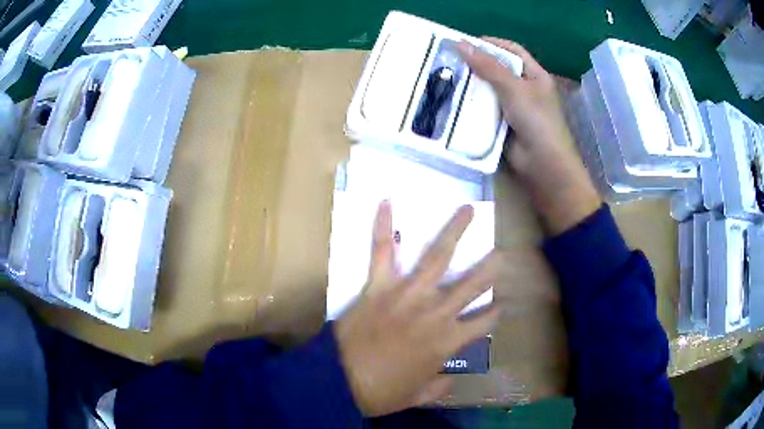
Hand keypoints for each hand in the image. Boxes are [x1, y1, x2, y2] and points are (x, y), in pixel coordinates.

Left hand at [334, 201, 500, 416]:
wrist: (340, 381)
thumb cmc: (382, 392)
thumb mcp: (418, 396)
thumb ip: (439, 385)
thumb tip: (449, 376)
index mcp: (447, 341)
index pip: (483, 323)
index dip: (494, 313)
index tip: (501, 304)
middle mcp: (434, 313)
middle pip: (470, 285)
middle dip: (489, 268)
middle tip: (501, 252)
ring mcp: (406, 295)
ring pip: (437, 258)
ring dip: (455, 231)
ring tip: (468, 209)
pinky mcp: (378, 286)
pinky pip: (381, 252)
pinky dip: (382, 226)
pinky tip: (387, 201)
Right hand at [457, 38, 600, 234]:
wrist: (543, 164)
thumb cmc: (537, 120)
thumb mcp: (514, 88)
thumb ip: (488, 66)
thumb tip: (460, 43)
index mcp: (535, 75)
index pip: (512, 51)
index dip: (492, 43)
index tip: (467, 42)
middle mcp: (525, 88)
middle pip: (498, 69)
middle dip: (477, 64)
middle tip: (450, 59)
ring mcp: (514, 107)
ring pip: (489, 89)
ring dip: (472, 84)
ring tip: (447, 76)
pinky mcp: (503, 123)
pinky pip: (485, 108)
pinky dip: (472, 104)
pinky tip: (454, 100)